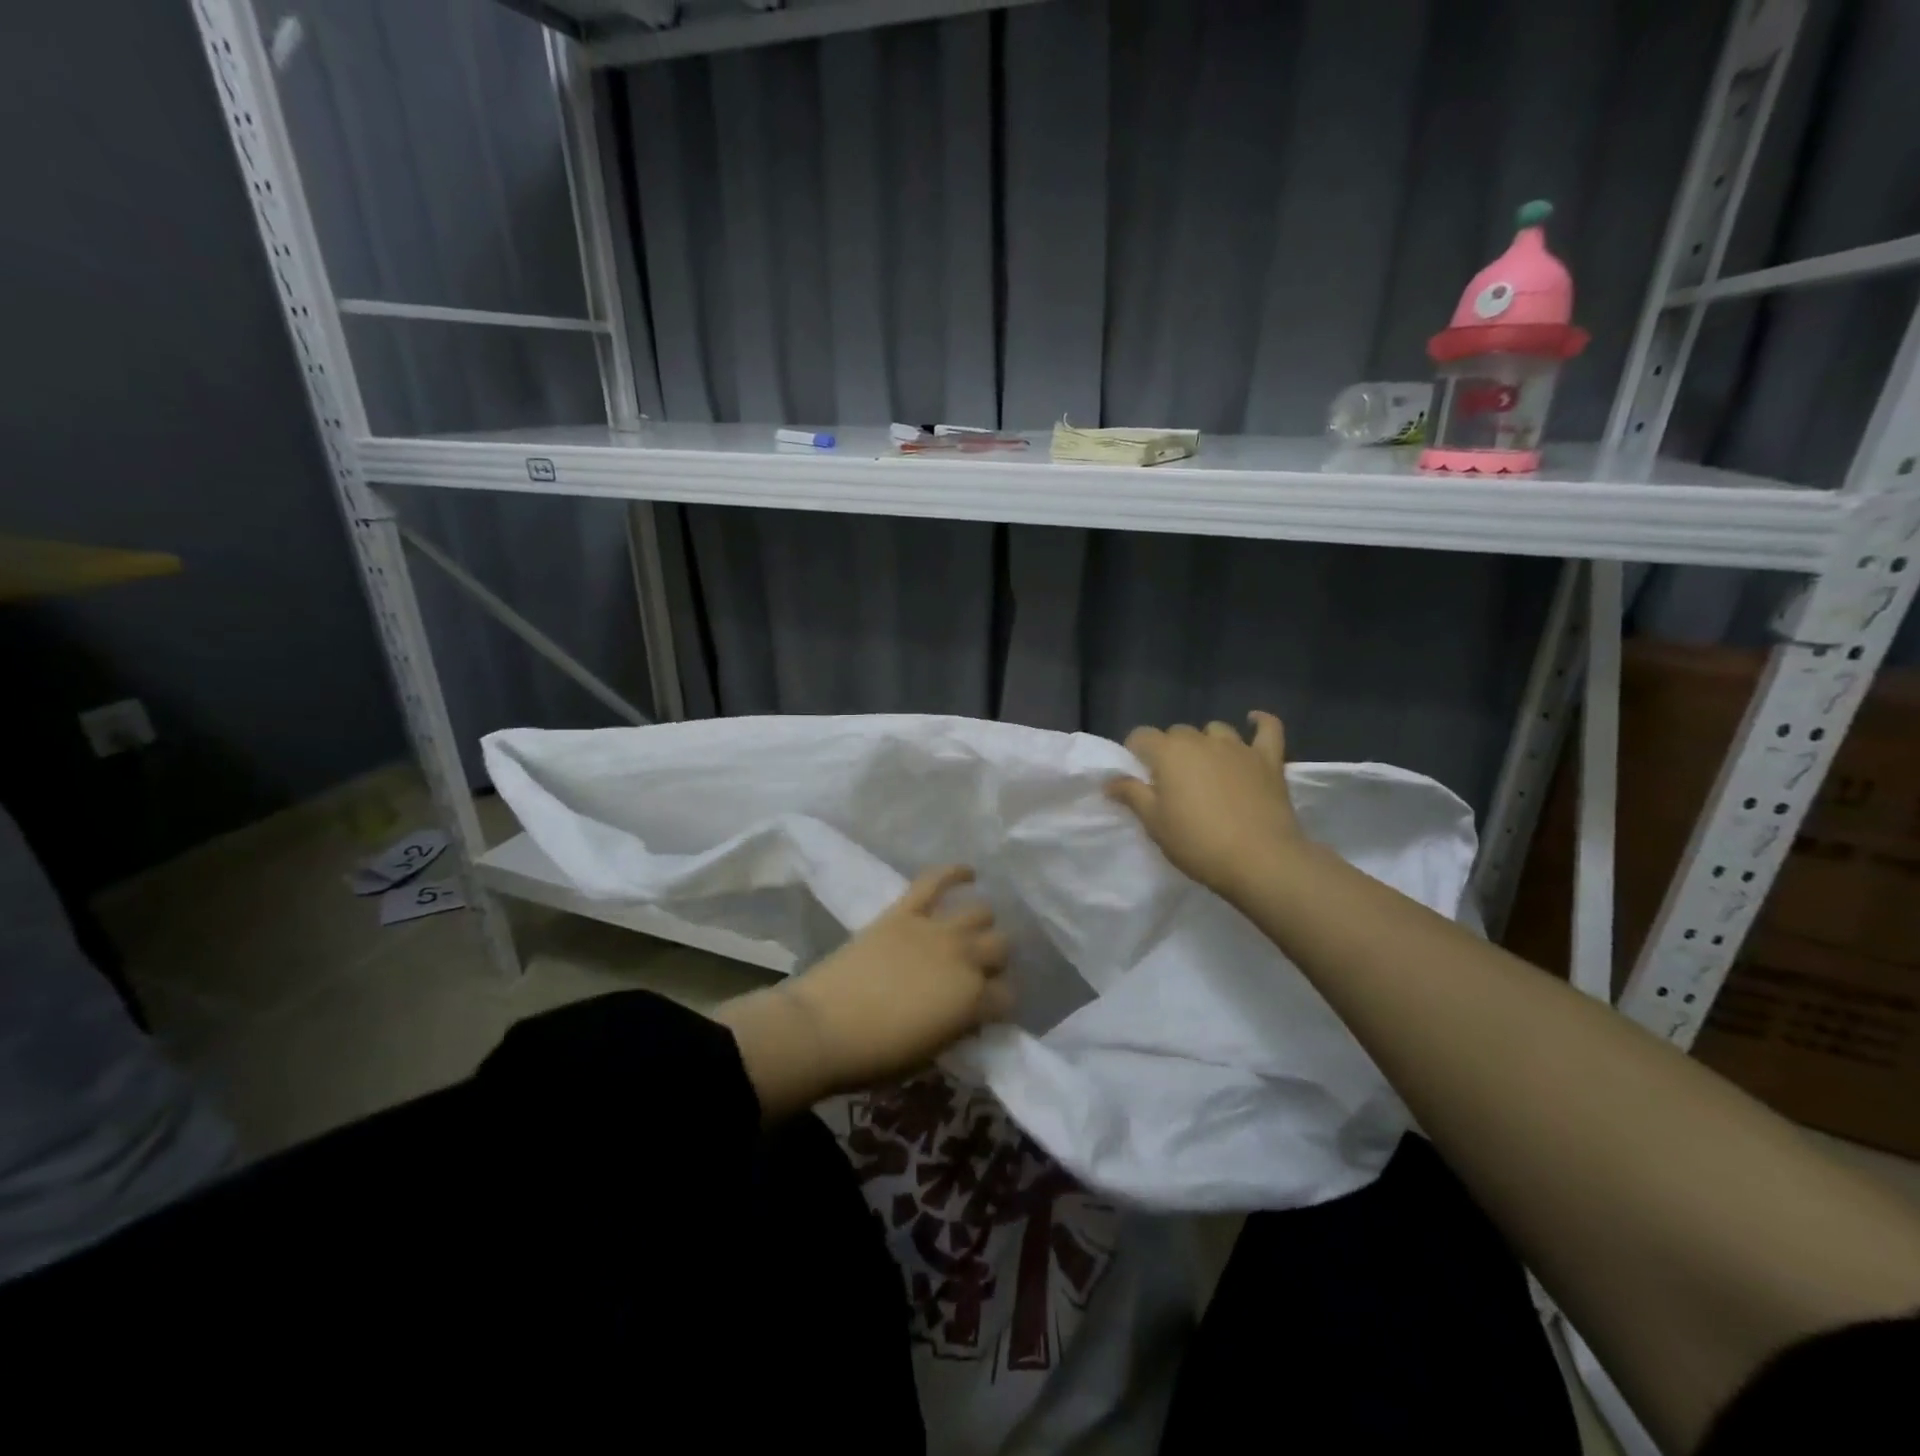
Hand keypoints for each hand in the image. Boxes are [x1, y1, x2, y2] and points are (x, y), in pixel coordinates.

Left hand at [785, 865, 1012, 1092]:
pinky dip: (955, 873)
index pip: (1007, 996)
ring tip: (974, 928)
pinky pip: (935, 881)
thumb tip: (968, 1015)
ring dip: (982, 923)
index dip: (1001, 1004)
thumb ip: (957, 1028)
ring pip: (980, 912)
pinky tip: (968, 873)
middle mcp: (964, 958)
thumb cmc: (876, 1055)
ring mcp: (935, 930)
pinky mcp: (905, 912)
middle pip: (1001, 947)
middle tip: (980, 969)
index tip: (989, 1009)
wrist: (823, 1028)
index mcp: (972, 1001)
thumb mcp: (930, 1054)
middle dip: (996, 959)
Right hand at [1104, 711, 1307, 898]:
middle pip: (1177, 732)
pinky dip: (1261, 723)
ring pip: (1216, 730)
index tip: (1137, 776)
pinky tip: (1254, 720)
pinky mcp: (1268, 760)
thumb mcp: (1154, 823)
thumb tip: (1110, 780)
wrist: (1260, 860)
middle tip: (1171, 782)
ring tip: (1206, 766)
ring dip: (1206, 742)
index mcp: (1169, 752)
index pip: (1141, 736)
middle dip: (1170, 750)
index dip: (1135, 752)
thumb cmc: (1197, 843)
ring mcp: (1238, 748)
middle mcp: (1202, 741)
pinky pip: (1268, 729)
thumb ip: (1131, 795)